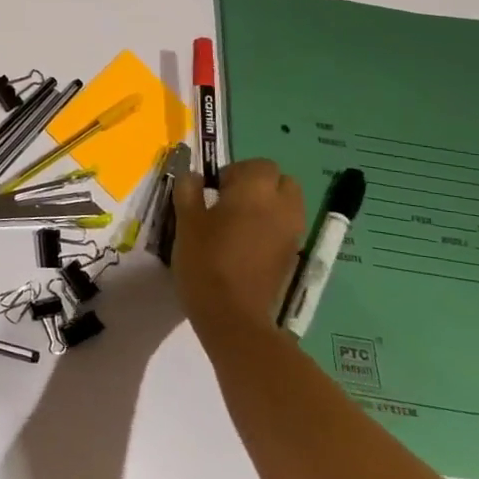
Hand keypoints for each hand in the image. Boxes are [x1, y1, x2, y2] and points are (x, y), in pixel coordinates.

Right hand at [170, 159, 304, 336]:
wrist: (233, 314)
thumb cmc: (205, 260)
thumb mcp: (185, 221)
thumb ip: (189, 190)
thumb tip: (194, 176)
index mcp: (255, 192)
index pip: (259, 164)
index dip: (236, 171)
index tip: (214, 189)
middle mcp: (282, 207)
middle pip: (281, 181)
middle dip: (259, 184)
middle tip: (230, 201)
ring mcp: (292, 233)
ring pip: (288, 204)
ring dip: (268, 205)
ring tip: (238, 223)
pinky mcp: (293, 255)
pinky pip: (287, 227)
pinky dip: (272, 227)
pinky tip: (247, 244)